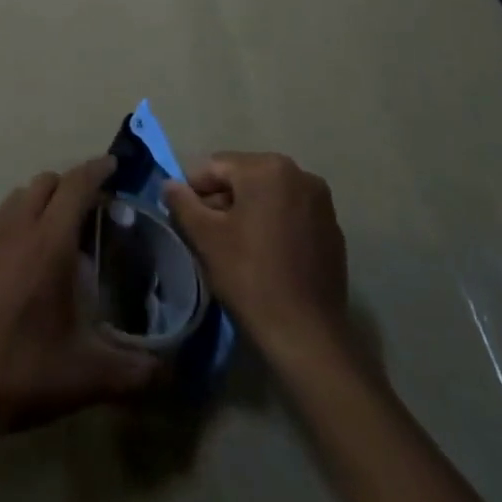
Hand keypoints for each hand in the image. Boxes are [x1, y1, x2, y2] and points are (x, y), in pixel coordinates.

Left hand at [0, 157, 159, 445]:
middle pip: (46, 183)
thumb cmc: (23, 375)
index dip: (97, 169)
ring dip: (36, 201)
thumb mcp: (89, 377)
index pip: (77, 185)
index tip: (114, 166)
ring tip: (48, 227)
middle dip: (70, 187)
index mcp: (51, 243)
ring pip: (14, 196)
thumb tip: (172, 368)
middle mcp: (16, 227)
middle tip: (87, 212)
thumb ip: (137, 370)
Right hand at [162, 152, 353, 365]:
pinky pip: (291, 214)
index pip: (216, 167)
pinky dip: (273, 224)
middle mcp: (300, 174)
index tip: (184, 219)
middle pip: (244, 178)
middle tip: (206, 234)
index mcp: (268, 168)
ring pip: (268, 196)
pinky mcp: (332, 230)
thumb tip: (169, 185)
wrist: (306, 334)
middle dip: (222, 200)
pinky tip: (264, 255)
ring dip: (247, 212)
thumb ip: (182, 202)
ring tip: (233, 246)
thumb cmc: (250, 276)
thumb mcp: (206, 237)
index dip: (194, 190)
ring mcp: (321, 202)